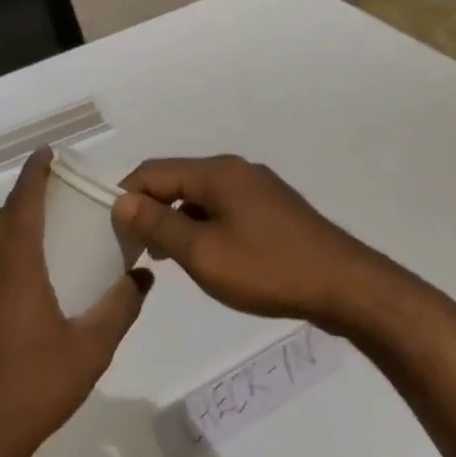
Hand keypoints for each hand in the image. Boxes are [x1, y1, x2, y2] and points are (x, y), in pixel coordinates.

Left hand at [0, 151, 153, 456]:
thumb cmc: (35, 386)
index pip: (23, 205)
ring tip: (43, 240)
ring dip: (10, 233)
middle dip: (24, 200)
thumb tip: (143, 277)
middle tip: (55, 196)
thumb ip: (120, 307)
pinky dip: (0, 264)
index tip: (47, 154)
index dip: (34, 174)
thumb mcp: (91, 349)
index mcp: (14, 269)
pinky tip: (22, 293)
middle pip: (0, 222)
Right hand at [110, 155, 388, 330]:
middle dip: (151, 210)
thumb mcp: (202, 252)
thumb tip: (122, 200)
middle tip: (134, 249)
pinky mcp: (273, 210)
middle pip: (178, 181)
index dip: (126, 196)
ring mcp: (259, 189)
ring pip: (201, 198)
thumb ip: (158, 225)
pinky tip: (203, 257)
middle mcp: (236, 170)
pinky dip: (204, 227)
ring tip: (164, 258)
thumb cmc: (267, 269)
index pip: (153, 171)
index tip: (112, 231)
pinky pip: (224, 210)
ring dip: (177, 222)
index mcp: (217, 172)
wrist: (344, 285)